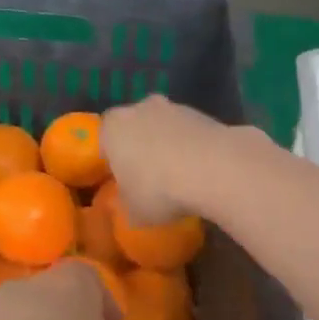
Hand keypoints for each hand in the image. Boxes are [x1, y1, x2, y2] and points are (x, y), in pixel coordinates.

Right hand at [100, 95, 235, 224]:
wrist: (213, 169)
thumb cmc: (158, 190)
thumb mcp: (133, 212)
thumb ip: (126, 204)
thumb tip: (130, 202)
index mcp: (112, 127)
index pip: (105, 140)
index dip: (113, 160)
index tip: (123, 180)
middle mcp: (140, 108)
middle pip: (136, 127)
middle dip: (142, 147)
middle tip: (150, 177)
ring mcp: (175, 107)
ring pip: (165, 127)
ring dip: (170, 146)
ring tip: (180, 177)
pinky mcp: (205, 114)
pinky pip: (191, 134)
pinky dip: (193, 148)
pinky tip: (201, 172)